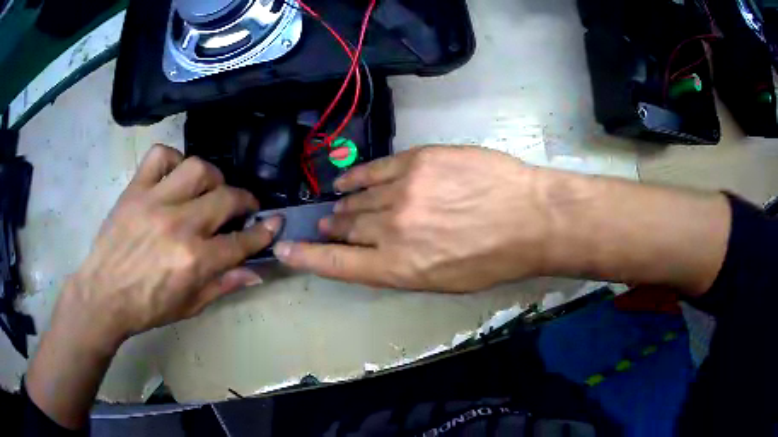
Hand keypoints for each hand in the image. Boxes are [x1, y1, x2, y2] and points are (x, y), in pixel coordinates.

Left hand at [28, 145, 281, 428]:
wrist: (103, 295)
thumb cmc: (147, 307)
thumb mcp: (189, 306)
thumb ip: (224, 285)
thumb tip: (256, 272)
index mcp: (194, 260)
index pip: (241, 241)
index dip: (264, 231)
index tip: (274, 222)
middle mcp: (179, 225)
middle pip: (226, 199)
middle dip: (245, 202)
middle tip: (243, 208)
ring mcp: (155, 202)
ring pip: (198, 169)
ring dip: (212, 178)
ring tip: (209, 189)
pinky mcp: (135, 190)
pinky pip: (161, 157)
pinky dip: (173, 160)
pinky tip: (175, 176)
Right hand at [273, 146, 549, 291]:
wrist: (530, 218)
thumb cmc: (493, 260)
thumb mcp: (444, 281)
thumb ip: (402, 268)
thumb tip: (375, 254)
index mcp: (398, 268)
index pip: (337, 263)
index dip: (306, 257)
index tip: (284, 250)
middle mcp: (391, 230)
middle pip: (347, 229)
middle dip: (335, 231)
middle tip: (331, 228)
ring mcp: (402, 192)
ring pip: (358, 200)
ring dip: (345, 207)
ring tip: (339, 208)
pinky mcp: (416, 161)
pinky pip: (373, 170)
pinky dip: (355, 178)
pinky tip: (344, 182)